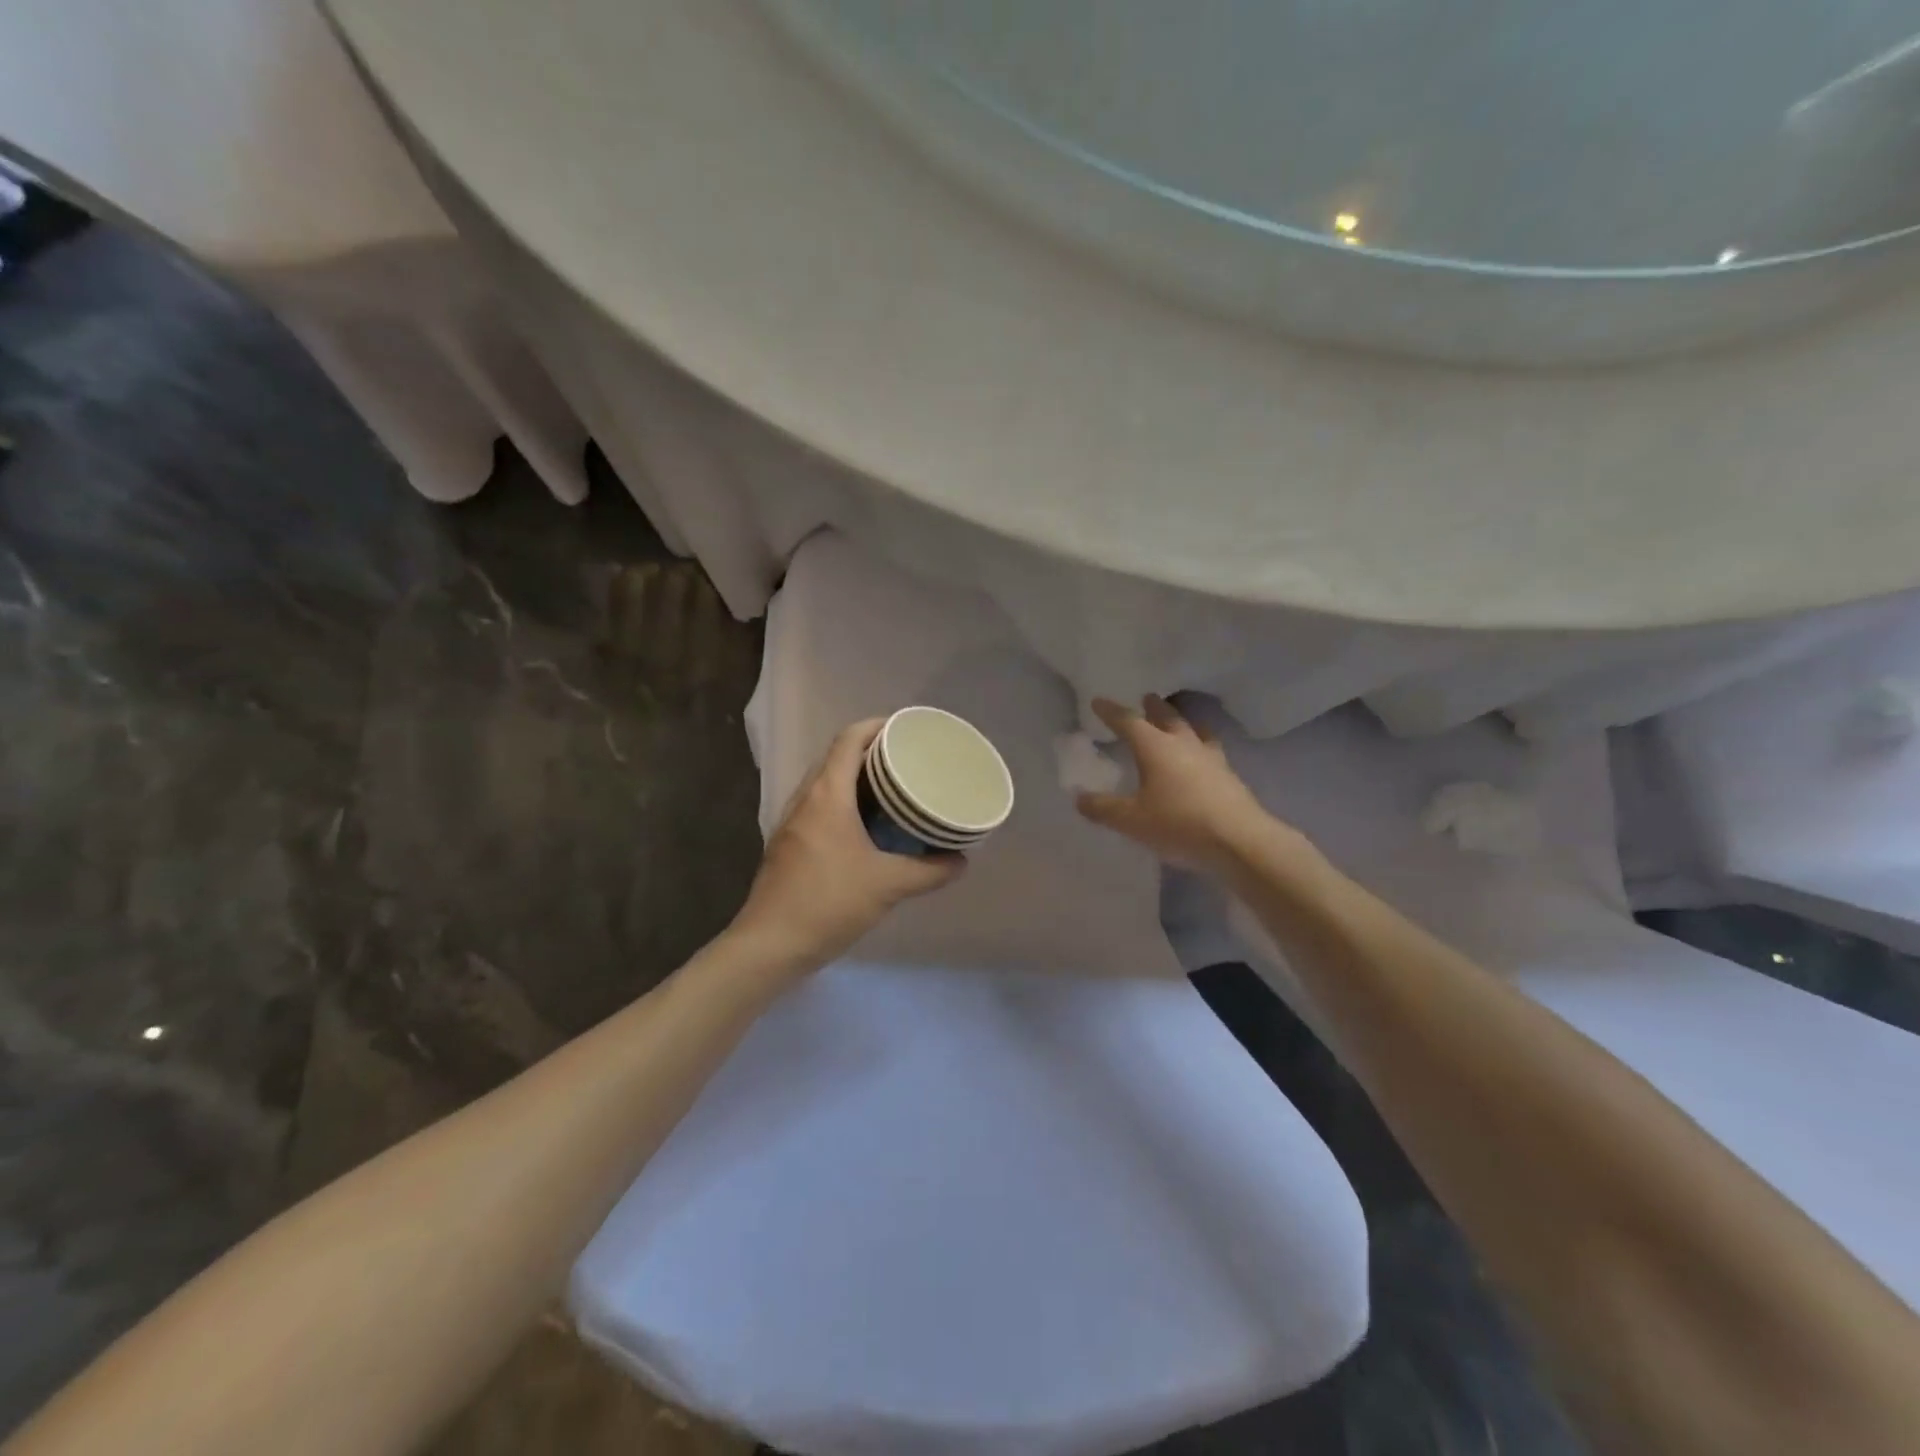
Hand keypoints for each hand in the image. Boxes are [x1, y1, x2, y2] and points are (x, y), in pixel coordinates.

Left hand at [733, 719, 964, 968]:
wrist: (770, 944)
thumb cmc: (829, 903)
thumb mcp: (888, 886)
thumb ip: (929, 871)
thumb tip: (961, 862)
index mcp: (827, 795)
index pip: (849, 739)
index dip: (877, 726)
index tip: (906, 729)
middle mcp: (805, 798)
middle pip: (837, 756)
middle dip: (871, 750)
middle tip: (907, 759)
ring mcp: (792, 821)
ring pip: (825, 782)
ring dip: (855, 777)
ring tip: (891, 788)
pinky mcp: (788, 843)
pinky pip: (819, 805)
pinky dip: (843, 801)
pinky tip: (865, 825)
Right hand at [1076, 695, 1294, 872]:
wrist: (1239, 841)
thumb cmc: (1178, 824)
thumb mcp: (1131, 820)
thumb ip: (1103, 808)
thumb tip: (1079, 797)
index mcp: (1155, 747)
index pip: (1128, 721)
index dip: (1111, 711)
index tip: (1098, 702)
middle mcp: (1183, 744)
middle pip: (1167, 717)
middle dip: (1153, 708)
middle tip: (1146, 698)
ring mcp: (1210, 758)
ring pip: (1194, 730)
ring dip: (1182, 721)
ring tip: (1179, 721)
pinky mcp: (1229, 776)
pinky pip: (1211, 749)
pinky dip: (1200, 744)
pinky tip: (1202, 756)